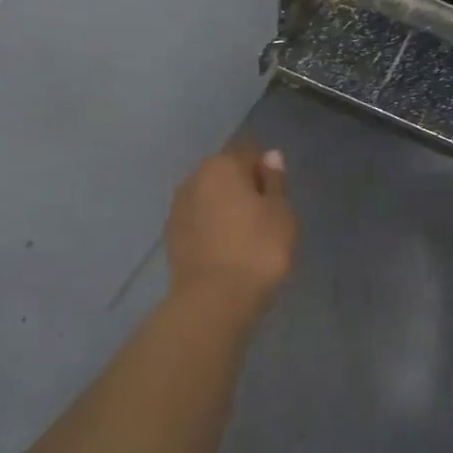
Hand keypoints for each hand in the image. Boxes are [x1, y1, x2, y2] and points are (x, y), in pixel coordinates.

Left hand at [165, 142, 297, 315]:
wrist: (213, 299)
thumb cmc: (258, 250)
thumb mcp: (281, 214)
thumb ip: (274, 182)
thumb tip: (269, 156)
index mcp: (222, 166)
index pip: (248, 153)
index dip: (265, 170)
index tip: (278, 197)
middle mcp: (194, 179)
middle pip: (225, 173)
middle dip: (243, 188)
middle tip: (265, 217)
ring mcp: (178, 208)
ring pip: (209, 198)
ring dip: (225, 209)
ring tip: (246, 236)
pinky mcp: (171, 236)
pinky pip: (199, 222)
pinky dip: (212, 228)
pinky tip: (226, 249)